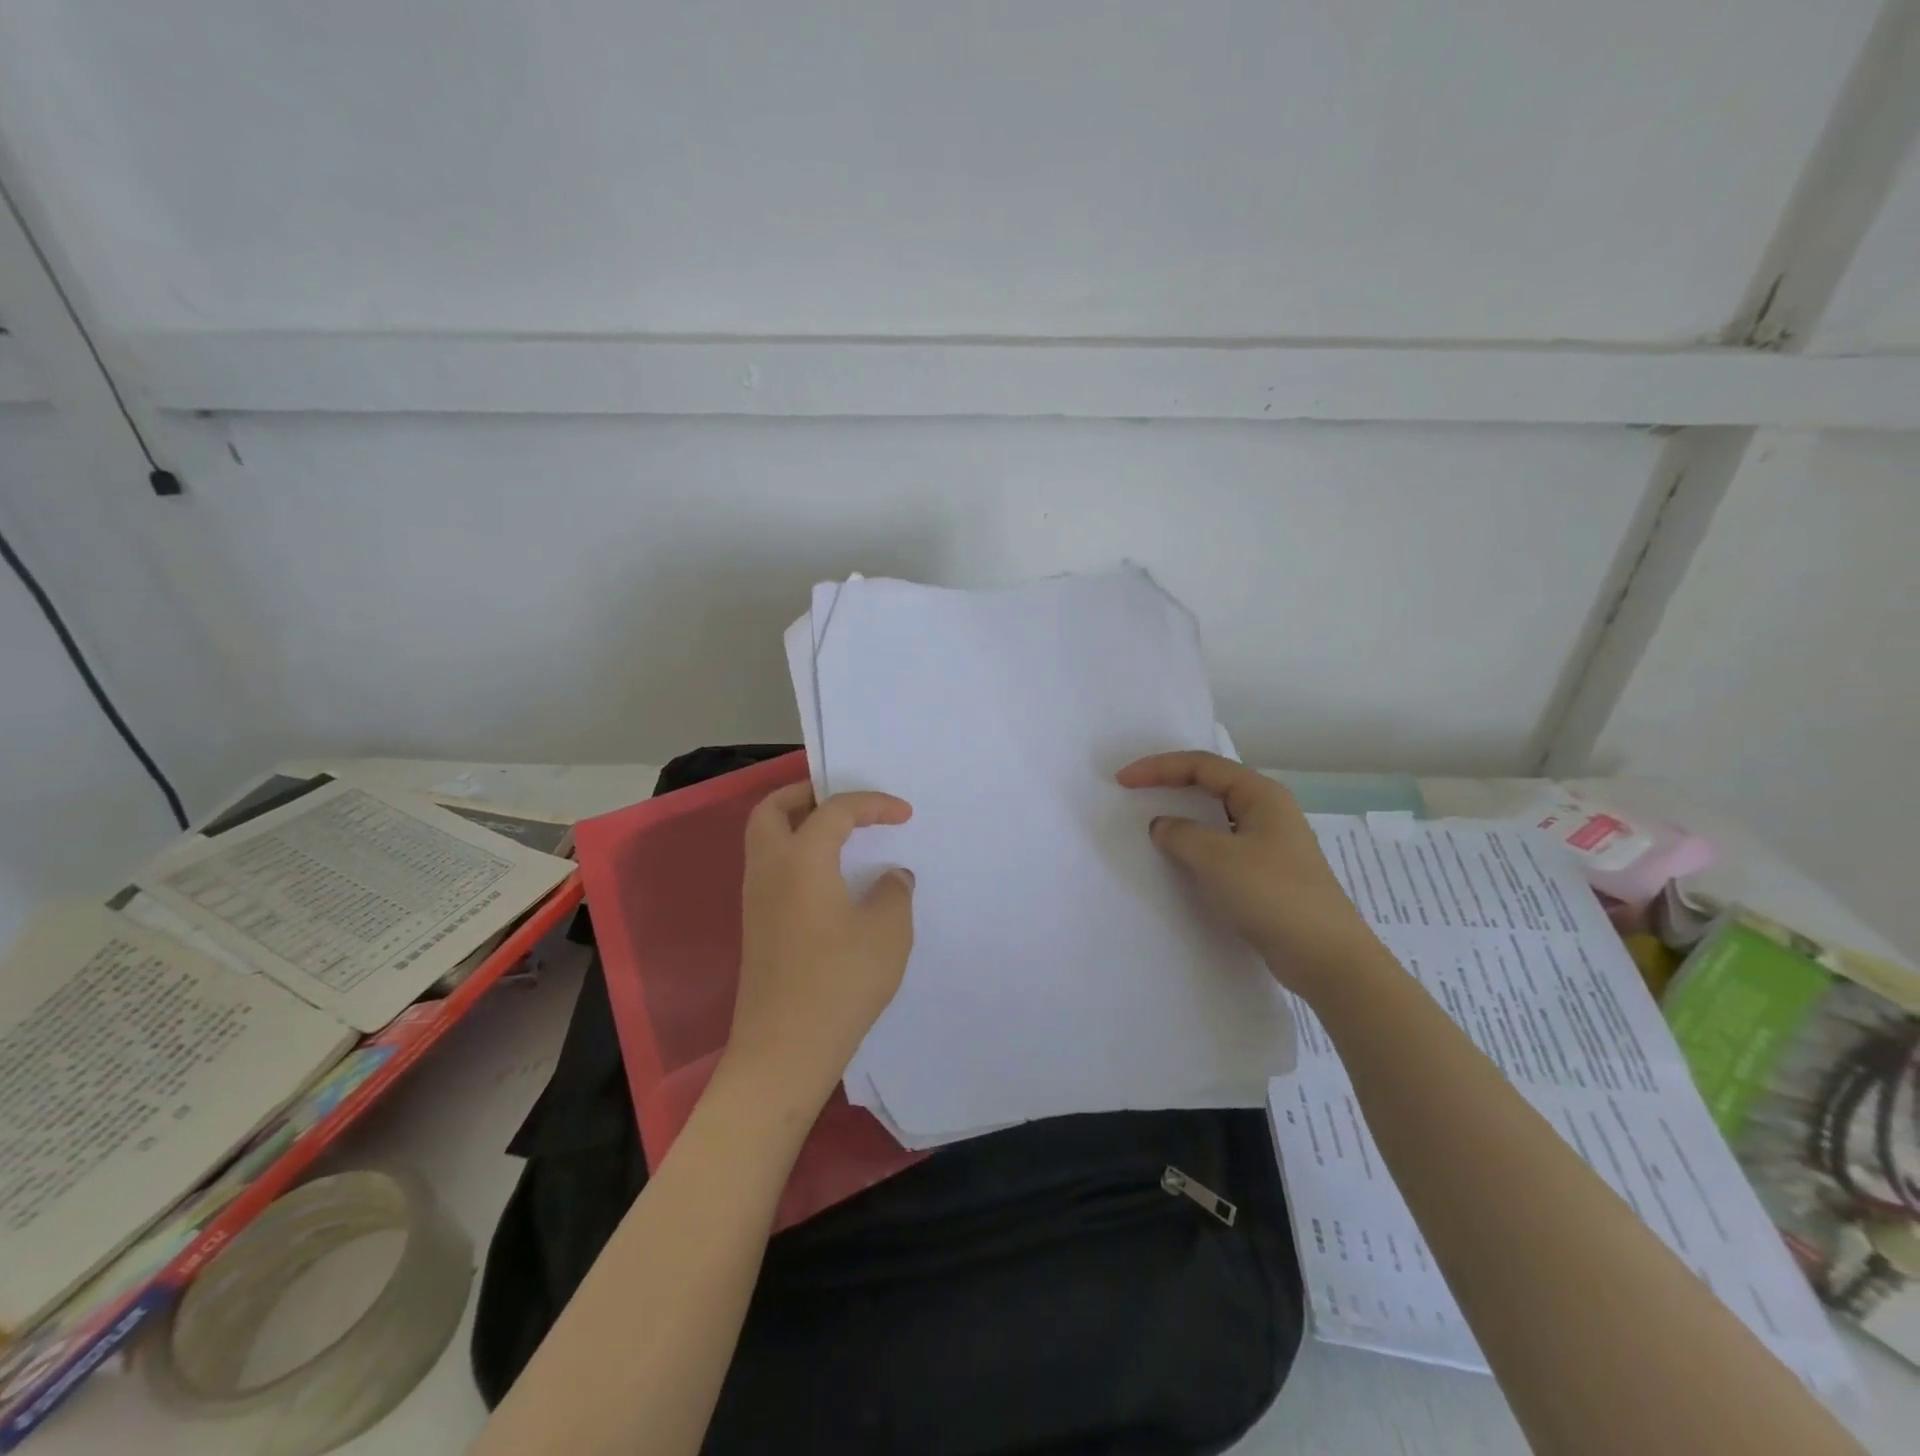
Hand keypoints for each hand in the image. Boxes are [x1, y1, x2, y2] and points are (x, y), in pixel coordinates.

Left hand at [724, 782, 915, 1114]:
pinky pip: (772, 868)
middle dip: (806, 794)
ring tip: (841, 836)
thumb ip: (894, 893)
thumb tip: (891, 876)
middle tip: (844, 801)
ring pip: (767, 840)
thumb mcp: (887, 933)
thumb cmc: (839, 983)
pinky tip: (830, 879)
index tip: (904, 814)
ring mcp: (756, 900)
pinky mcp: (757, 928)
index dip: (872, 804)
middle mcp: (769, 869)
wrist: (784, 1051)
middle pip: (772, 810)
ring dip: (798, 825)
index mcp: (800, 859)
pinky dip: (796, 855)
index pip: (834, 810)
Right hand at [1116, 751, 1380, 994]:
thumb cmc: (1271, 894)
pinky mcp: (1267, 872)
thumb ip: (1180, 834)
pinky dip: (1196, 844)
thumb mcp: (1216, 858)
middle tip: (1134, 791)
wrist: (1325, 956)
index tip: (1123, 780)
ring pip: (1217, 816)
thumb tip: (1162, 825)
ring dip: (1183, 815)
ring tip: (1151, 822)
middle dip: (1170, 783)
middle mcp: (1268, 810)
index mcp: (1261, 794)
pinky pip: (1223, 845)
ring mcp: (1270, 842)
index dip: (1158, 767)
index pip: (1201, 765)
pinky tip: (1180, 859)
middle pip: (1211, 783)